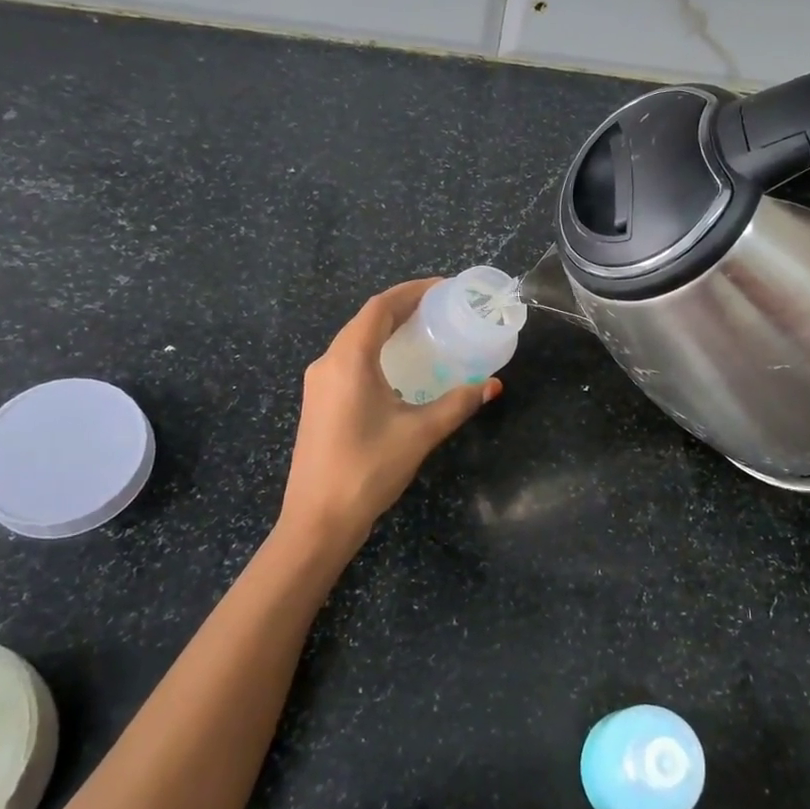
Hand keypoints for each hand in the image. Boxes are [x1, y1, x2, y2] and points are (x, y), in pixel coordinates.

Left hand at [277, 280, 499, 554]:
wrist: (317, 520)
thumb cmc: (367, 469)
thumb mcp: (420, 433)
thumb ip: (457, 404)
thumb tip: (492, 385)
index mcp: (349, 360)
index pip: (380, 307)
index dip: (412, 291)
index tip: (444, 288)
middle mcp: (328, 362)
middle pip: (367, 320)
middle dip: (403, 307)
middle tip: (442, 308)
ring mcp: (319, 383)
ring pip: (356, 340)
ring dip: (388, 329)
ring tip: (425, 331)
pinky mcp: (318, 402)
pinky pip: (349, 360)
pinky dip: (377, 351)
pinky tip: (400, 368)